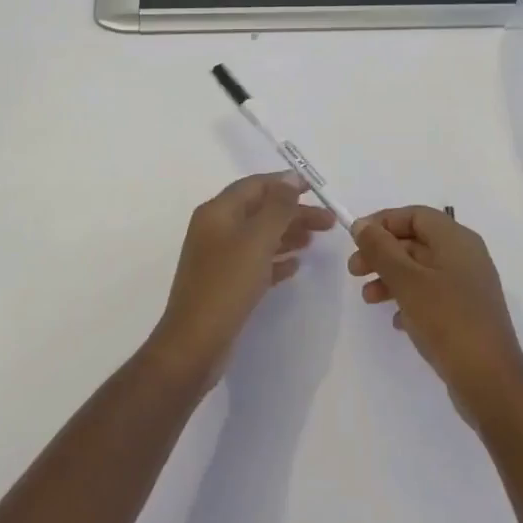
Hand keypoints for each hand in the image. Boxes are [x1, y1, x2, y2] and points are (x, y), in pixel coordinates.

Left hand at [154, 172, 335, 385]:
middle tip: (327, 223)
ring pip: (259, 236)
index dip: (285, 184)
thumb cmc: (227, 284)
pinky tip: (296, 266)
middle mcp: (215, 229)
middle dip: (293, 213)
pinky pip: (255, 262)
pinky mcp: (224, 283)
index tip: (315, 189)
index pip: (255, 186)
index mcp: (218, 212)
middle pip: (260, 211)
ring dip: (287, 235)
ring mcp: (218, 258)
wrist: (194, 344)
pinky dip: (276, 260)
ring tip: (315, 241)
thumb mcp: (257, 240)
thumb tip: (291, 178)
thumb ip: (278, 207)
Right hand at [348, 206, 522, 422]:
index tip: (356, 239)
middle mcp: (465, 256)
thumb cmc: (447, 320)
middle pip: (416, 242)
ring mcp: (468, 286)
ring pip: (422, 270)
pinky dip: (410, 300)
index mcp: (456, 239)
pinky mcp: (467, 314)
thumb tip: (362, 224)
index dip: (383, 222)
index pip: (415, 215)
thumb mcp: (407, 281)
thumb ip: (381, 249)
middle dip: (383, 253)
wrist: (490, 381)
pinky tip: (395, 321)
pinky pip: (432, 295)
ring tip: (368, 299)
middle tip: (354, 271)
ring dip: (392, 278)